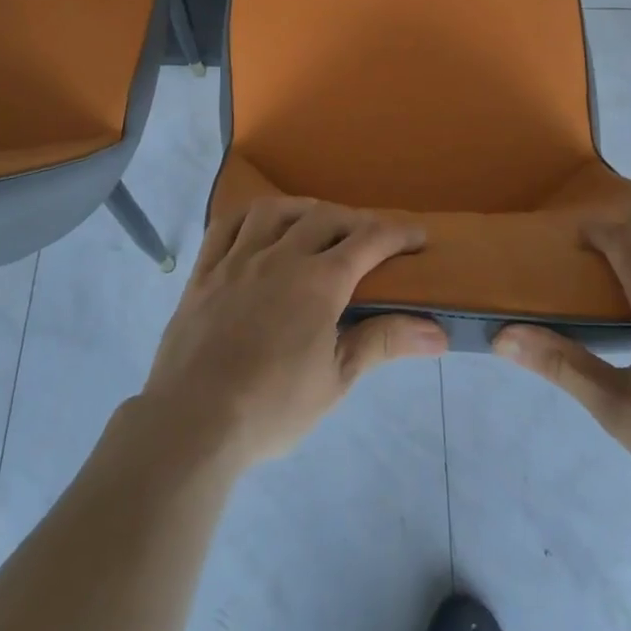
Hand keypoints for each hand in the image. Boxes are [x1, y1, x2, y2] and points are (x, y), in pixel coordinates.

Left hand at [140, 198, 447, 471]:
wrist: (193, 422)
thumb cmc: (272, 407)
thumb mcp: (336, 379)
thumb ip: (383, 342)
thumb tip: (438, 331)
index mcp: (319, 281)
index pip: (369, 240)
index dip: (398, 233)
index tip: (418, 236)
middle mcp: (280, 256)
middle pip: (324, 218)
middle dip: (355, 221)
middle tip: (370, 238)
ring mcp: (237, 259)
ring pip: (274, 211)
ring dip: (303, 209)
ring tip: (315, 221)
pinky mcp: (204, 271)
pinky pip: (225, 226)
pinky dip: (247, 216)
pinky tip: (257, 225)